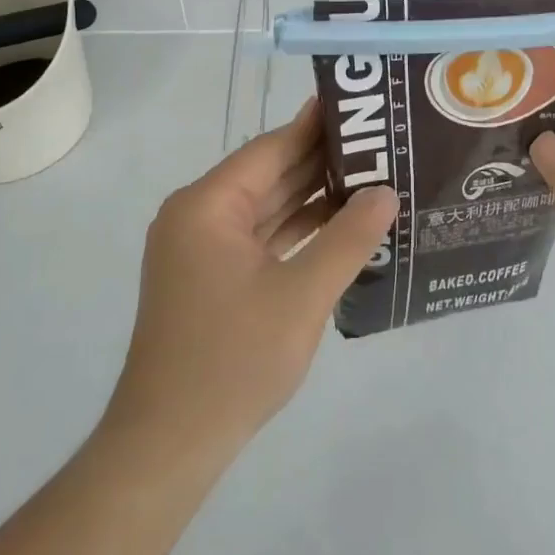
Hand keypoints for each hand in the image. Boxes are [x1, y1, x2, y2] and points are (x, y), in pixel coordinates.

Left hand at [105, 99, 397, 461]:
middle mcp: (198, 215)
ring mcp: (201, 248)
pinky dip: (295, 230)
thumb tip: (386, 192)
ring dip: (311, 197)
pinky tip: (338, 225)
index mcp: (207, 205)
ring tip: (369, 177)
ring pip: (265, 207)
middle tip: (377, 143)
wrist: (168, 447)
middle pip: (268, 174)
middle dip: (320, 161)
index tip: (358, 107)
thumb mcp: (302, 296)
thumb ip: (347, 239)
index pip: (270, 149)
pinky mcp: (209, 277)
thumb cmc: (232, 361)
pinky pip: (259, 238)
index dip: (315, 127)